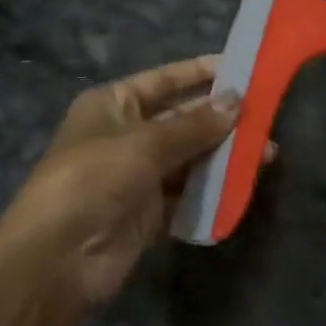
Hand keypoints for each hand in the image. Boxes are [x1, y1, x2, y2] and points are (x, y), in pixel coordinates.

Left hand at [0, 56, 251, 307]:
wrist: (58, 257)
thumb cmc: (94, 178)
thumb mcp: (144, 144)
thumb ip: (193, 125)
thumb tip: (236, 101)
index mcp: (113, 104)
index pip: (163, 81)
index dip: (199, 73)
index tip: (240, 68)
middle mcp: (125, 134)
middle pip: (179, 119)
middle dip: (219, 118)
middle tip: (265, 114)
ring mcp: (136, 175)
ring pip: (187, 158)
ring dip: (222, 155)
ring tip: (267, 152)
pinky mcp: (147, 213)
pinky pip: (185, 195)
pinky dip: (211, 190)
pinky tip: (244, 184)